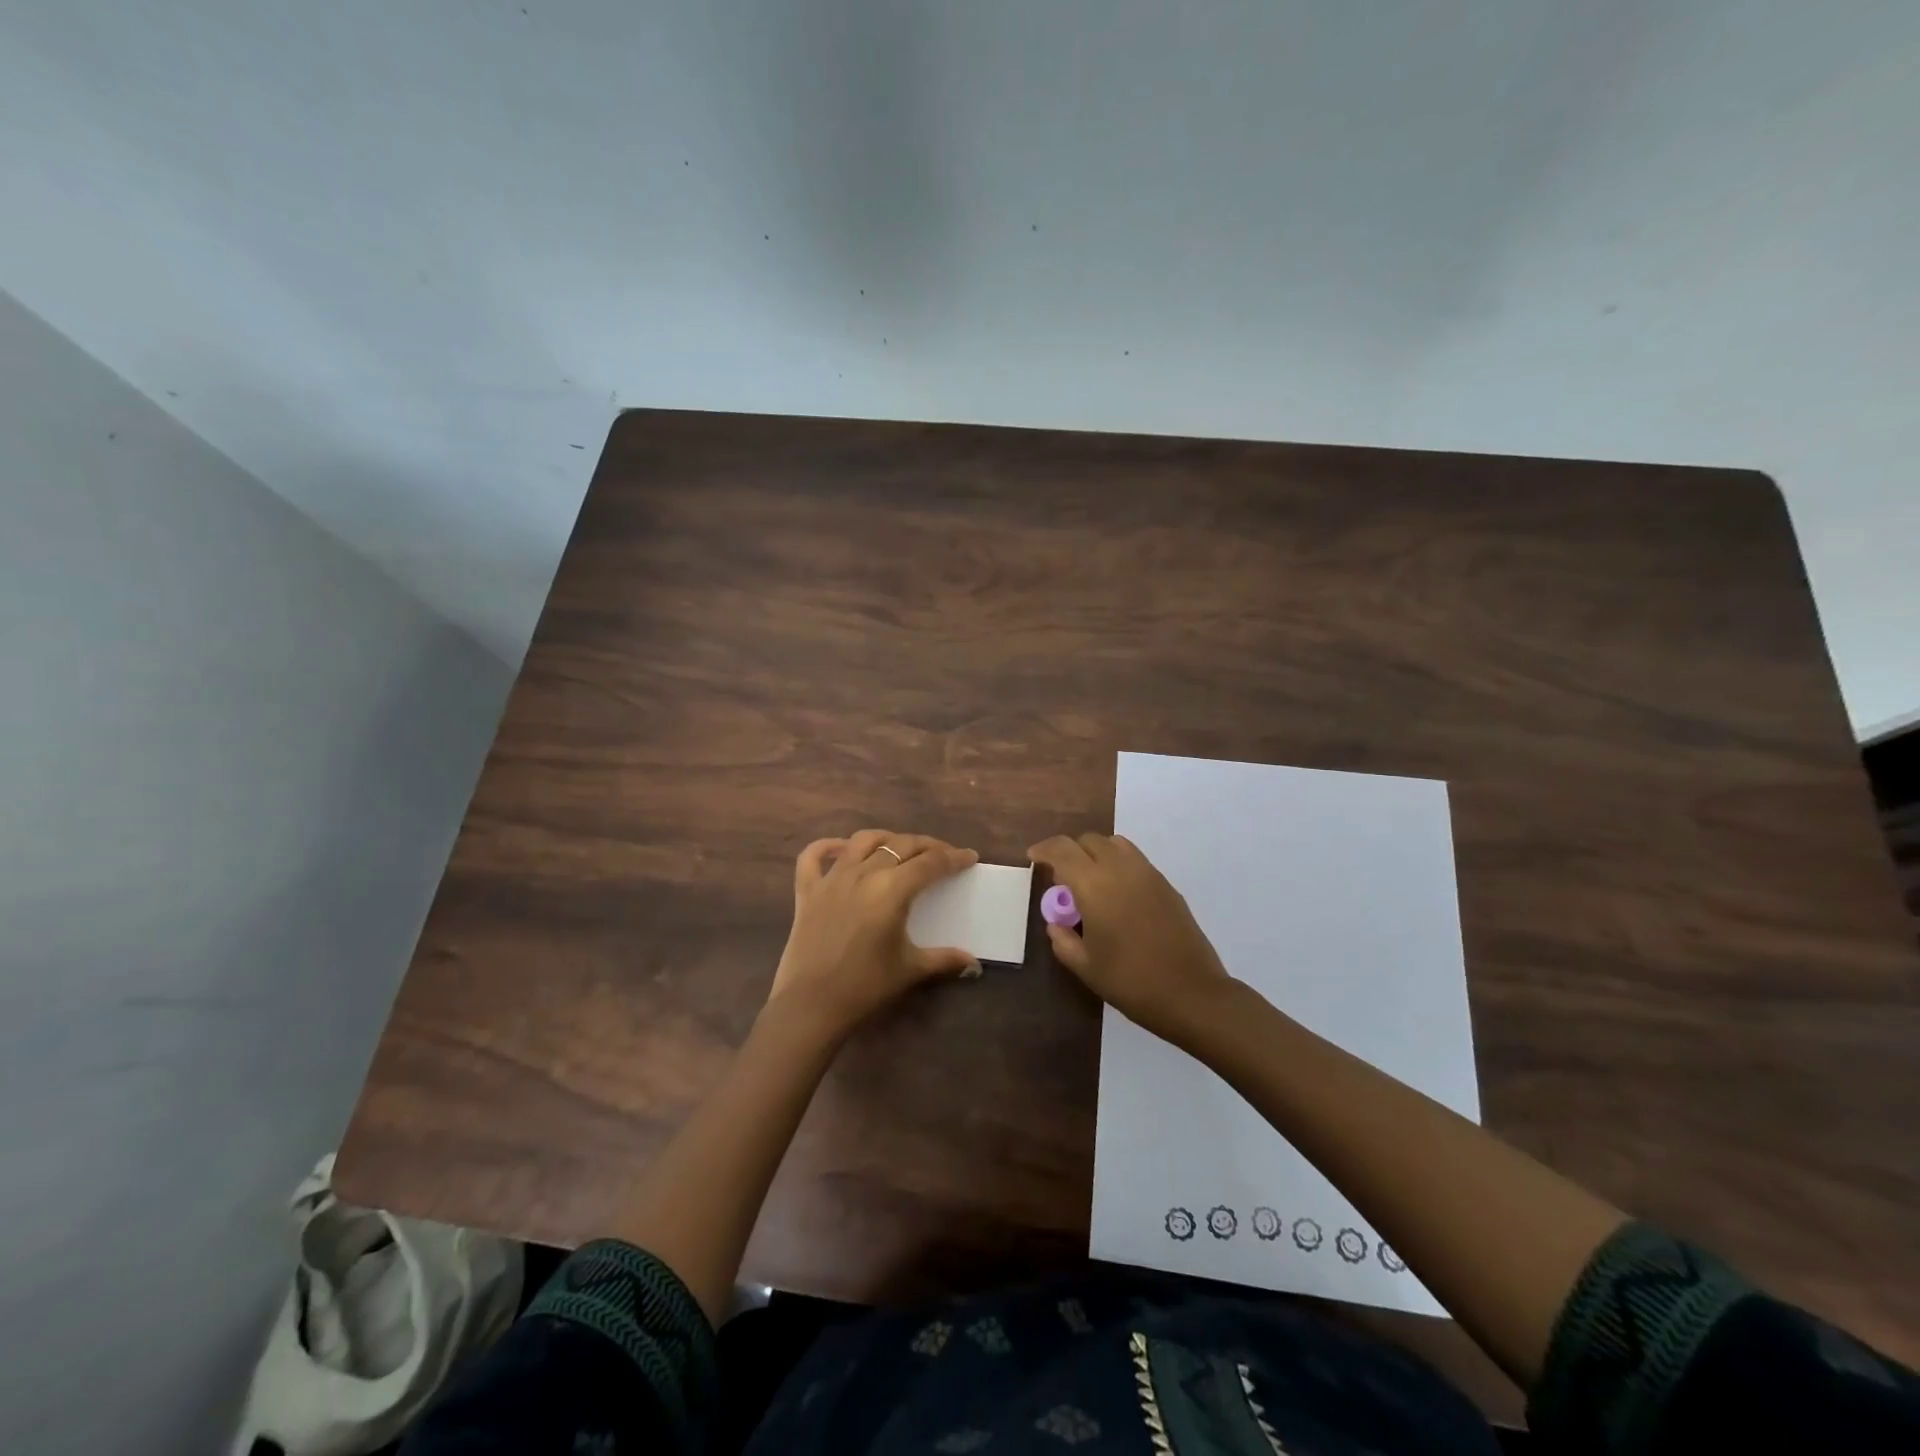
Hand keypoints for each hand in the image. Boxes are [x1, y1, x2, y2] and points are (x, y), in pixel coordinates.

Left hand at [767, 830, 981, 1040]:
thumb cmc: (865, 986)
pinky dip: (827, 846)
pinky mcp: (807, 890)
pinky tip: (841, 848)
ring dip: (887, 839)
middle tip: (943, 855)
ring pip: (863, 841)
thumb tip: (974, 964)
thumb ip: (944, 959)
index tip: (969, 857)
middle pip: (901, 845)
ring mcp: (832, 879)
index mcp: (892, 889)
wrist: (811, 1005)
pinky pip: (813, 856)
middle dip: (927, 846)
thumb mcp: (910, 969)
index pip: (930, 863)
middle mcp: (863, 873)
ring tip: (900, 847)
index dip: (953, 858)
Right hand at [1027, 832, 1234, 1044]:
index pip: (1062, 849)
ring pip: (1115, 844)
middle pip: (1088, 840)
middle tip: (1062, 879)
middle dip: (1070, 852)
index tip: (1033, 858)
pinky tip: (1117, 896)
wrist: (1191, 994)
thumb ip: (1062, 940)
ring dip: (1096, 853)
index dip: (1044, 849)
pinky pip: (1135, 859)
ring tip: (1090, 882)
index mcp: (1094, 885)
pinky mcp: (1166, 884)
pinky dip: (1118, 865)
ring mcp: (1147, 873)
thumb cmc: (1130, 981)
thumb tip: (1057, 924)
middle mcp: (1120, 868)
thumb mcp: (1085, 966)